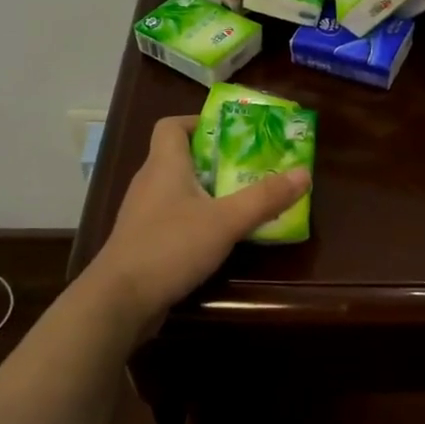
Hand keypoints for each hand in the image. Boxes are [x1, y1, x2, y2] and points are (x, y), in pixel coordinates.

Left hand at [85, 115, 309, 320]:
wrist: (119, 300)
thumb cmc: (170, 247)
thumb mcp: (226, 221)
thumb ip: (265, 198)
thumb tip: (304, 173)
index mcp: (164, 165)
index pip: (171, 126)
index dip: (198, 122)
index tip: (230, 133)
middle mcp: (149, 183)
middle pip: (179, 157)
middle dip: (214, 160)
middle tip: (249, 167)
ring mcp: (142, 214)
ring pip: (177, 190)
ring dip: (206, 191)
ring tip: (240, 200)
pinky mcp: (143, 241)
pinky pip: (172, 217)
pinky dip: (195, 219)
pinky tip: (217, 236)